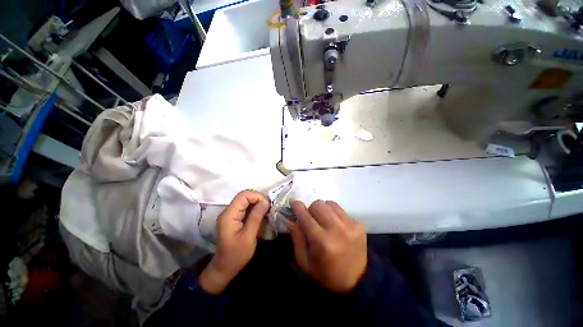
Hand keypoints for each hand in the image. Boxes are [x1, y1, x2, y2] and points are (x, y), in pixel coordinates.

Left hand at [199, 190, 269, 293]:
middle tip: (268, 209)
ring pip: (246, 201)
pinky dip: (255, 209)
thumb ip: (256, 217)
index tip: (267, 206)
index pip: (244, 195)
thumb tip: (266, 202)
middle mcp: (228, 211)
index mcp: (229, 215)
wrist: (224, 268)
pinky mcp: (234, 218)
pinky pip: (246, 207)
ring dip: (257, 204)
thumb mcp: (249, 237)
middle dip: (258, 199)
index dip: (257, 197)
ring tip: (266, 212)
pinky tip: (261, 216)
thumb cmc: (236, 255)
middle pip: (245, 196)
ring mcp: (231, 214)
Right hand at [287, 200, 366, 292]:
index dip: (297, 206)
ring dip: (322, 209)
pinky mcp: (358, 224)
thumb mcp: (305, 262)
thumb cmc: (325, 274)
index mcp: (322, 242)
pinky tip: (333, 223)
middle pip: (318, 204)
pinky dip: (332, 212)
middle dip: (310, 209)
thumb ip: (296, 238)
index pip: (306, 216)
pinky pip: (340, 209)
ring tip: (323, 220)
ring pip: (329, 203)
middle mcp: (337, 230)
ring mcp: (350, 226)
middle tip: (310, 219)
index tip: (292, 202)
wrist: (356, 281)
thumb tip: (289, 219)